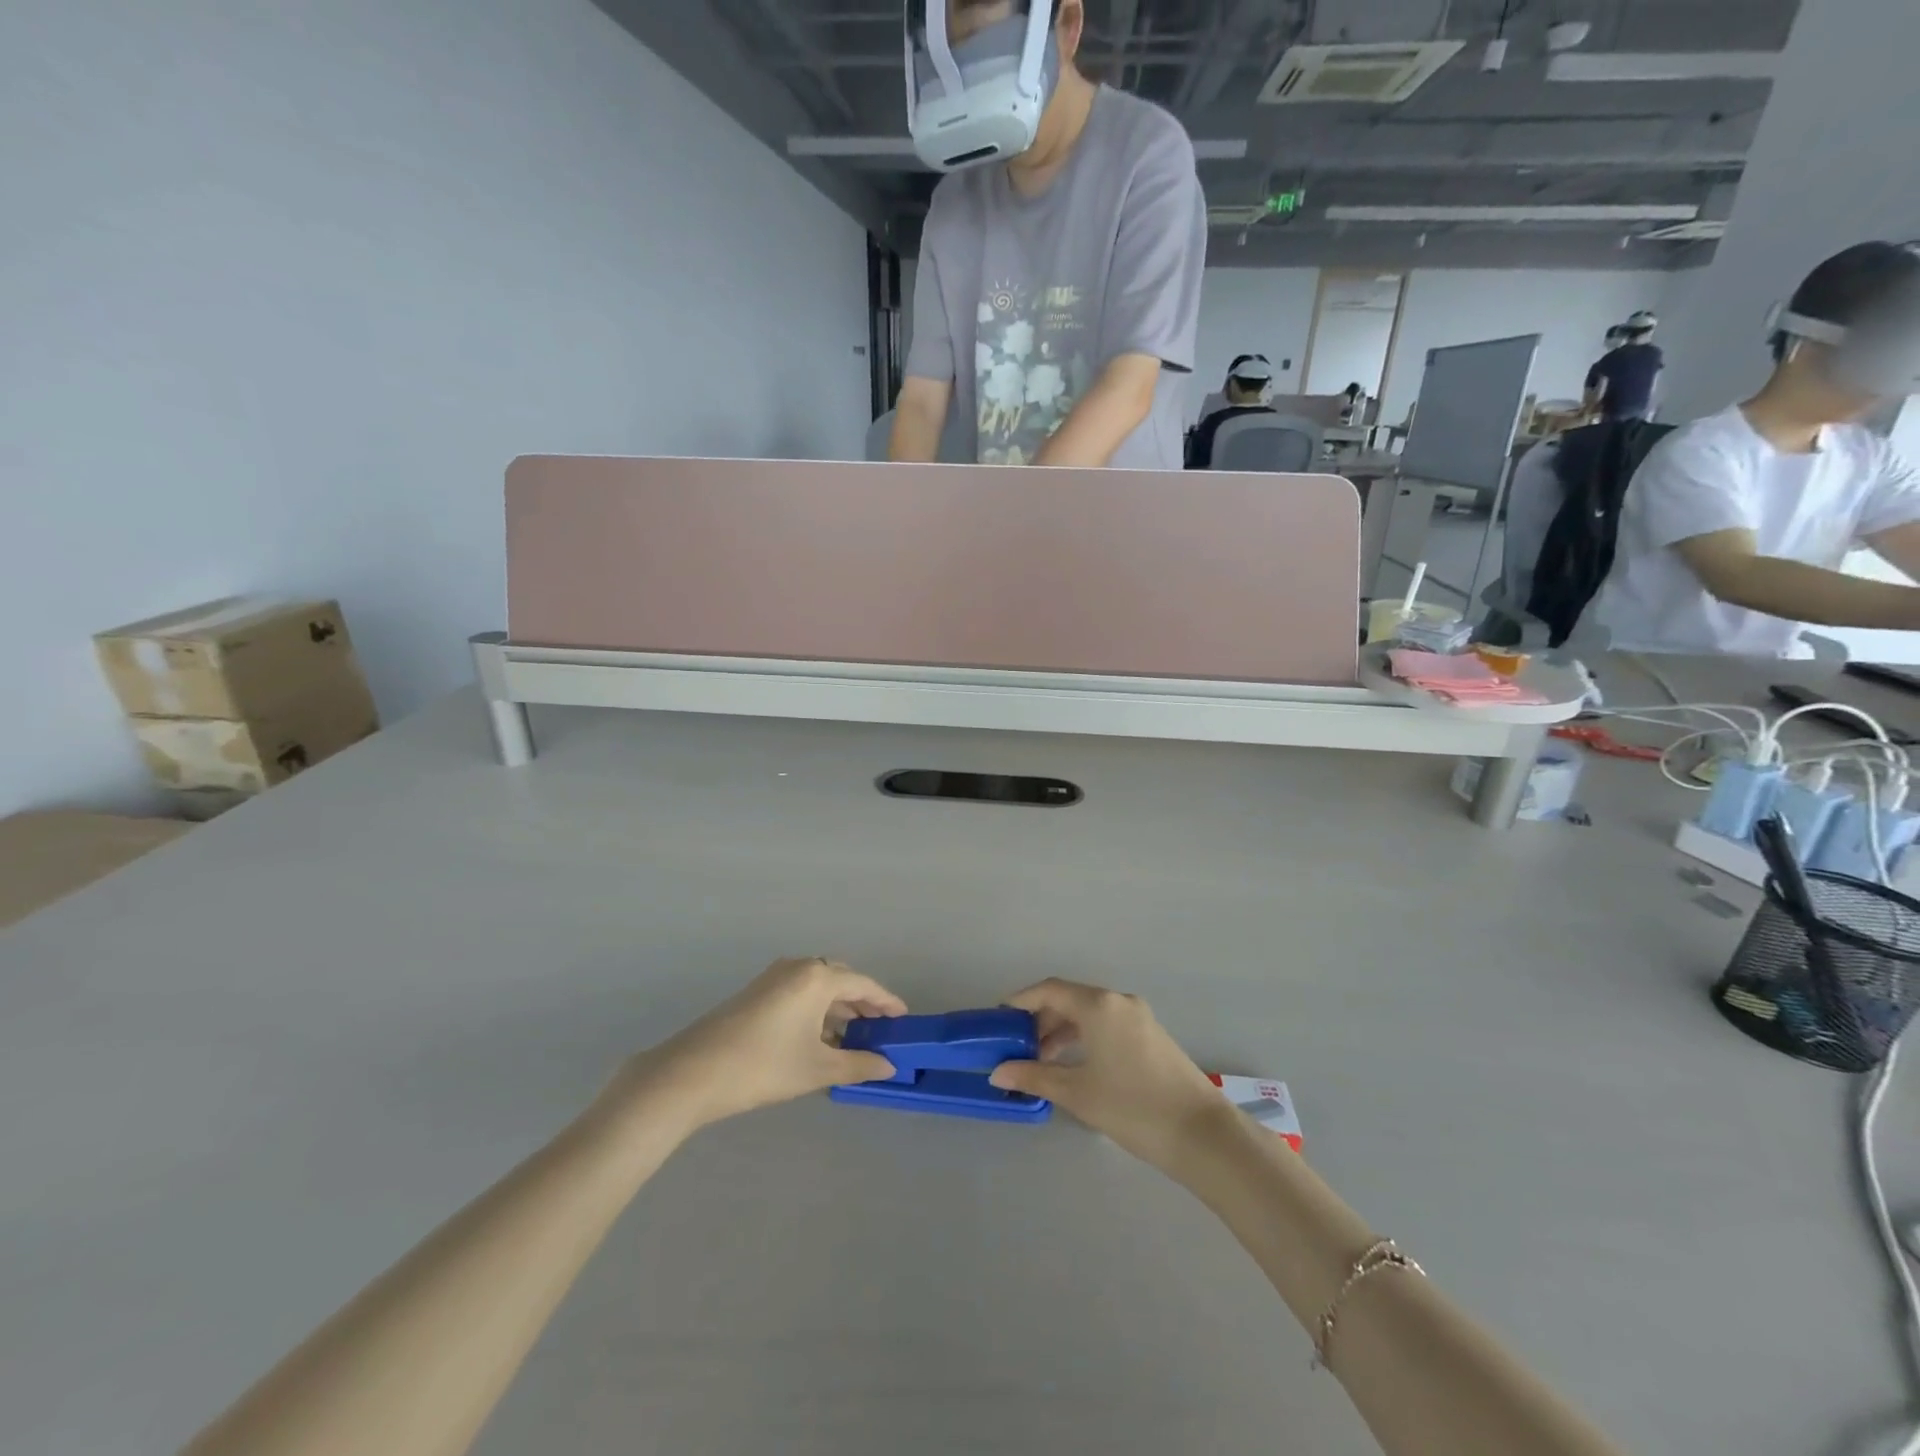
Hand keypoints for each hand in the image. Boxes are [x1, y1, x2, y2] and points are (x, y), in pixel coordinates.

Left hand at [634, 959, 905, 1129]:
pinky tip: (820, 1037)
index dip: (887, 1002)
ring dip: (839, 1008)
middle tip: (881, 1029)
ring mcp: (774, 977)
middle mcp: (798, 967)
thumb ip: (857, 1064)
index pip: (864, 985)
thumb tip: (889, 1066)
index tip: (904, 1019)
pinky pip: (800, 993)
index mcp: (817, 977)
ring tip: (855, 1037)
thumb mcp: (817, 1069)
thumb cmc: (763, 1066)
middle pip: (842, 980)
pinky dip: (817, 1010)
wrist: (692, 1073)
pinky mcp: (757, 992)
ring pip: (819, 987)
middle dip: (863, 1003)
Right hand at [989, 978, 1231, 1175]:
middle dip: (1041, 1019)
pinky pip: (1107, 1025)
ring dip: (1062, 1031)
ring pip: (1089, 1013)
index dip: (1021, 1001)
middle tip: (1018, 1047)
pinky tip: (1075, 1065)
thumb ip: (1034, 1076)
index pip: (1050, 989)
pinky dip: (1084, 1037)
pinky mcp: (1151, 1035)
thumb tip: (998, 1072)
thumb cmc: (1132, 1107)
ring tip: (1042, 1061)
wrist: (1202, 1134)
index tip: (1000, 1019)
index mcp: (1098, 1005)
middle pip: (1070, 999)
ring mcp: (1139, 1017)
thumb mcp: (1077, 1093)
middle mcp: (1118, 1001)